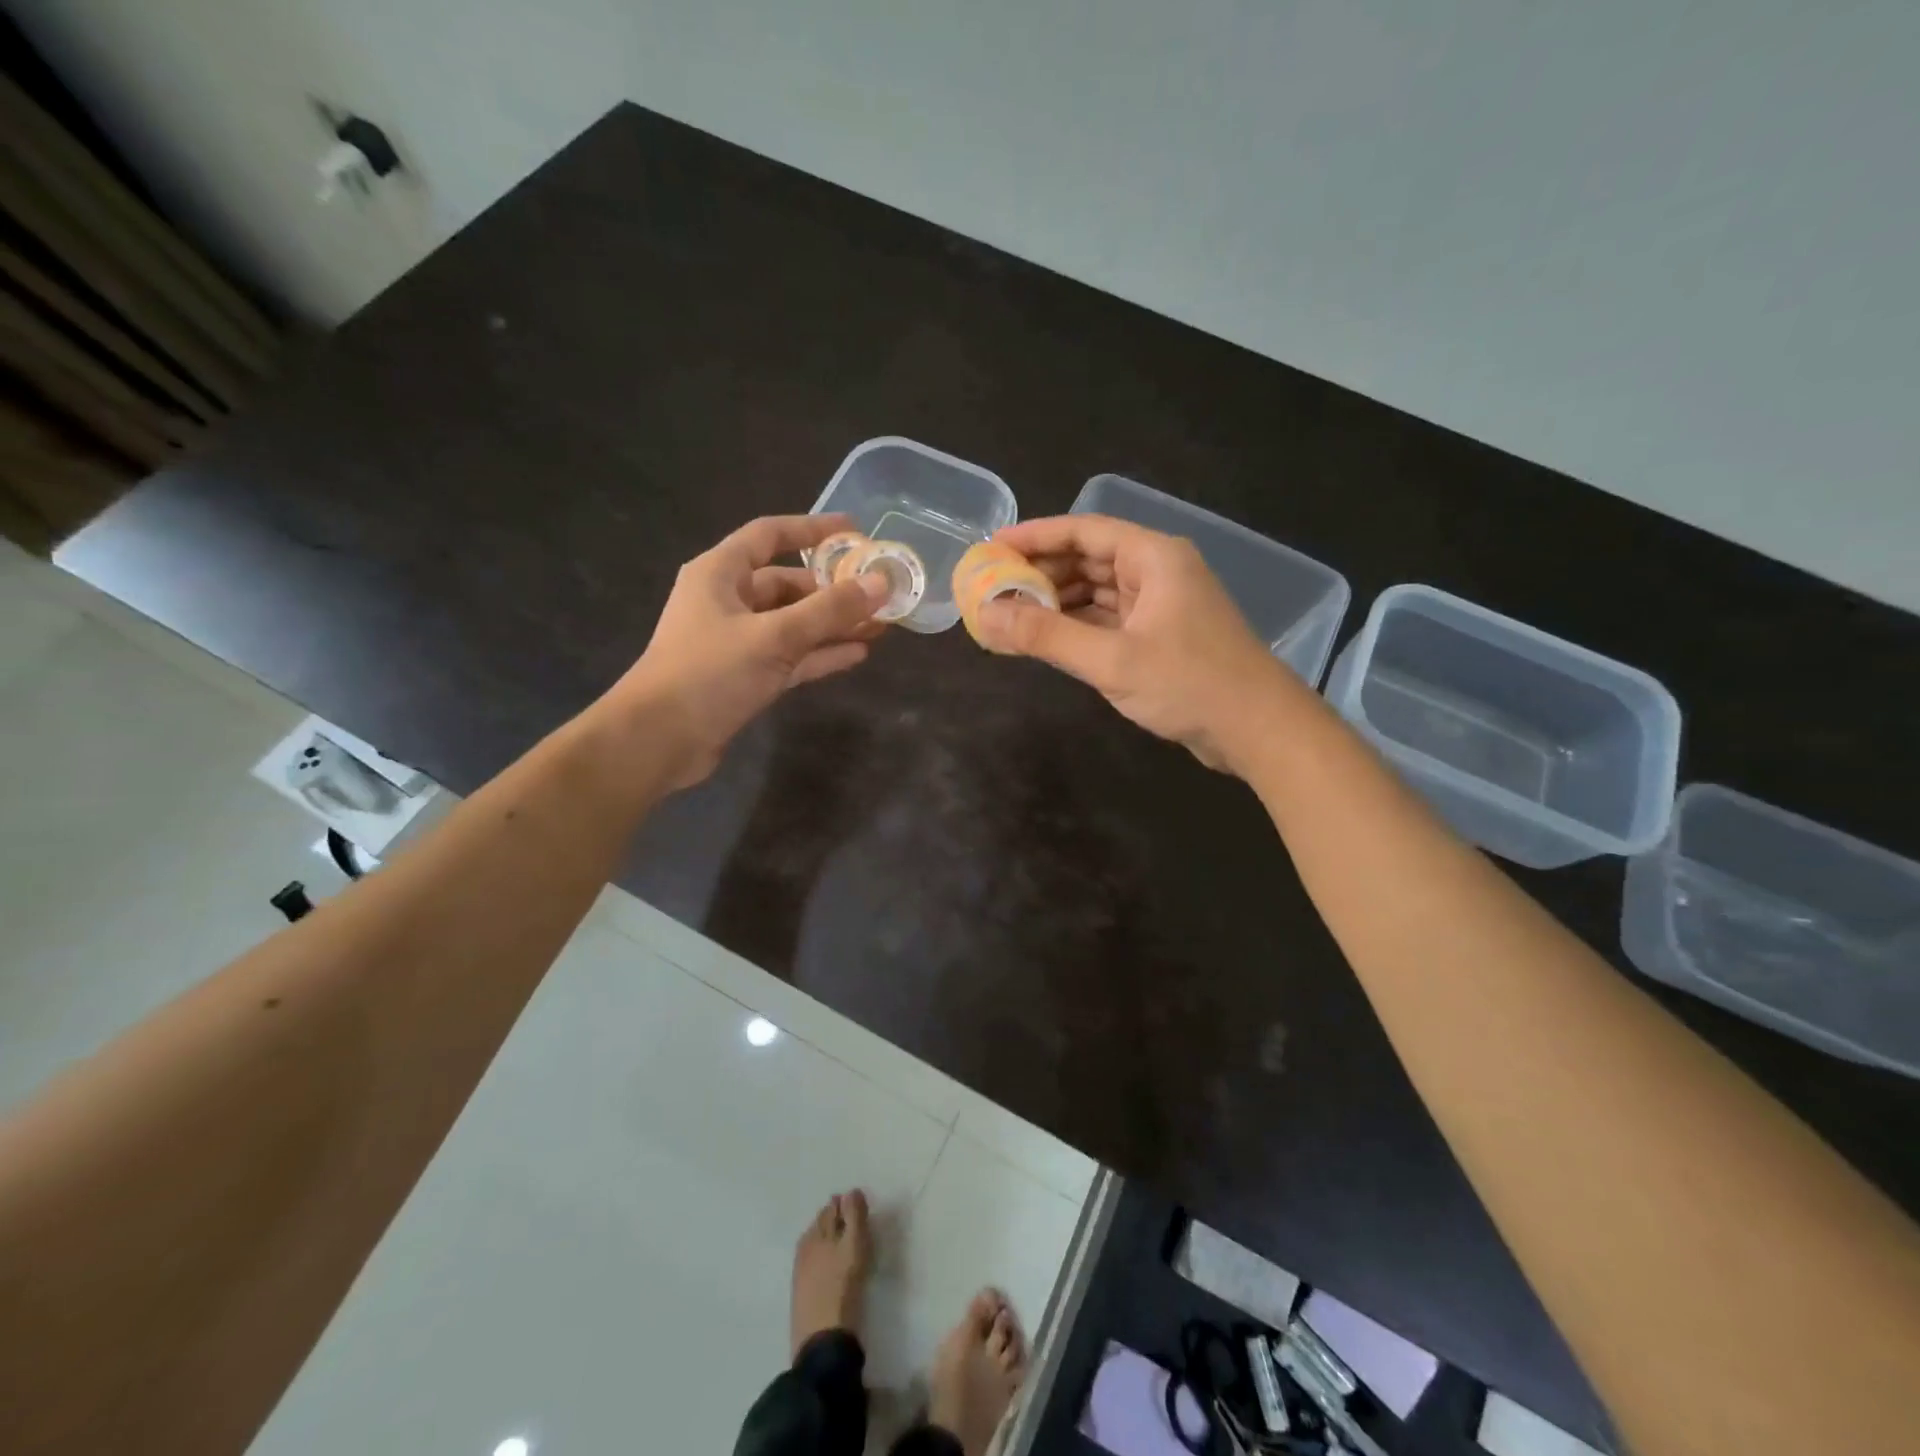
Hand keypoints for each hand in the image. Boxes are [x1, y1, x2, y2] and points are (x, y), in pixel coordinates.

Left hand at [605, 514, 888, 787]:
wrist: (658, 740)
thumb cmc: (709, 673)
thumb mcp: (774, 636)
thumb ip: (829, 610)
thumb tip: (881, 582)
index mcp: (720, 573)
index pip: (769, 535)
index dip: (812, 530)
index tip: (854, 532)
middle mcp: (728, 601)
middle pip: (787, 584)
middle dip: (833, 589)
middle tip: (878, 593)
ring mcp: (736, 641)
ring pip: (793, 624)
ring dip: (832, 625)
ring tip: (879, 625)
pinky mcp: (744, 676)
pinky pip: (790, 656)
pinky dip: (819, 654)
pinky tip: (857, 655)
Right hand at [975, 514, 1300, 772]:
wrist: (1258, 730)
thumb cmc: (1189, 684)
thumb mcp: (1111, 659)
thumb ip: (1046, 636)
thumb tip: (984, 615)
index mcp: (1153, 557)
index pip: (1084, 530)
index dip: (1035, 536)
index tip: (992, 547)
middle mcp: (1157, 573)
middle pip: (1089, 559)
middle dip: (1041, 572)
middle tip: (992, 586)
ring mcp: (1160, 607)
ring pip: (1097, 592)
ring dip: (1057, 602)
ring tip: (1010, 614)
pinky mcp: (1160, 639)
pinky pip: (1108, 621)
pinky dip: (1077, 627)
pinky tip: (1046, 639)